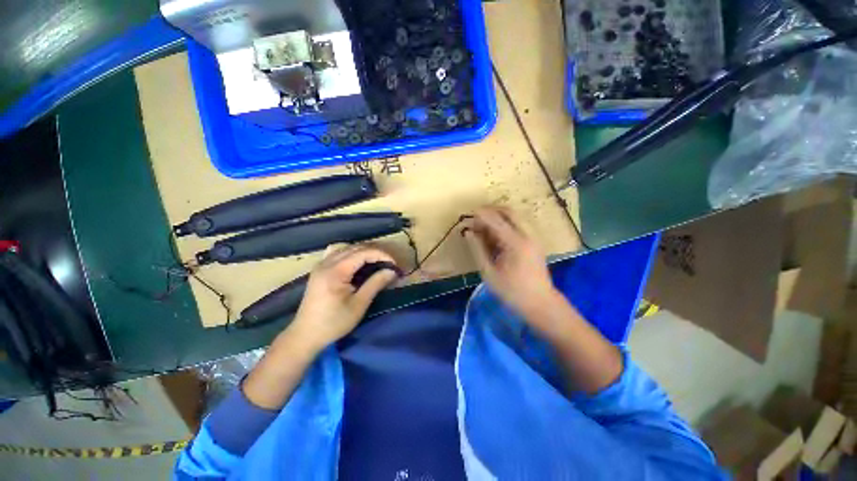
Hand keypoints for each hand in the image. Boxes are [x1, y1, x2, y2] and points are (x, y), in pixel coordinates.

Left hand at [288, 245, 398, 351]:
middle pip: (356, 248)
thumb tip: (392, 271)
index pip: (363, 253)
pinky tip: (355, 262)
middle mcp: (327, 262)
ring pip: (346, 248)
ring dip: (364, 252)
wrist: (305, 335)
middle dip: (375, 253)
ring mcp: (321, 264)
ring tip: (376, 262)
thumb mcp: (359, 304)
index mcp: (336, 271)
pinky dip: (350, 253)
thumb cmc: (334, 322)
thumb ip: (375, 284)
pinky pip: (336, 252)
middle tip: (389, 264)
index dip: (382, 255)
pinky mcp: (319, 269)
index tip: (394, 265)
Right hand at [462, 207, 559, 319]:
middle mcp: (528, 235)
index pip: (496, 221)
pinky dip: (507, 222)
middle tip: (477, 216)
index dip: (481, 215)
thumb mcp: (489, 273)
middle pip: (510, 212)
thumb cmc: (512, 291)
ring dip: (500, 215)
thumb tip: (468, 233)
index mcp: (515, 243)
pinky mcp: (535, 241)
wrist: (541, 304)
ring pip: (516, 216)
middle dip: (492, 210)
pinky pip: (520, 224)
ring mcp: (534, 237)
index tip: (469, 214)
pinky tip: (496, 233)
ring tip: (484, 224)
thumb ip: (477, 250)